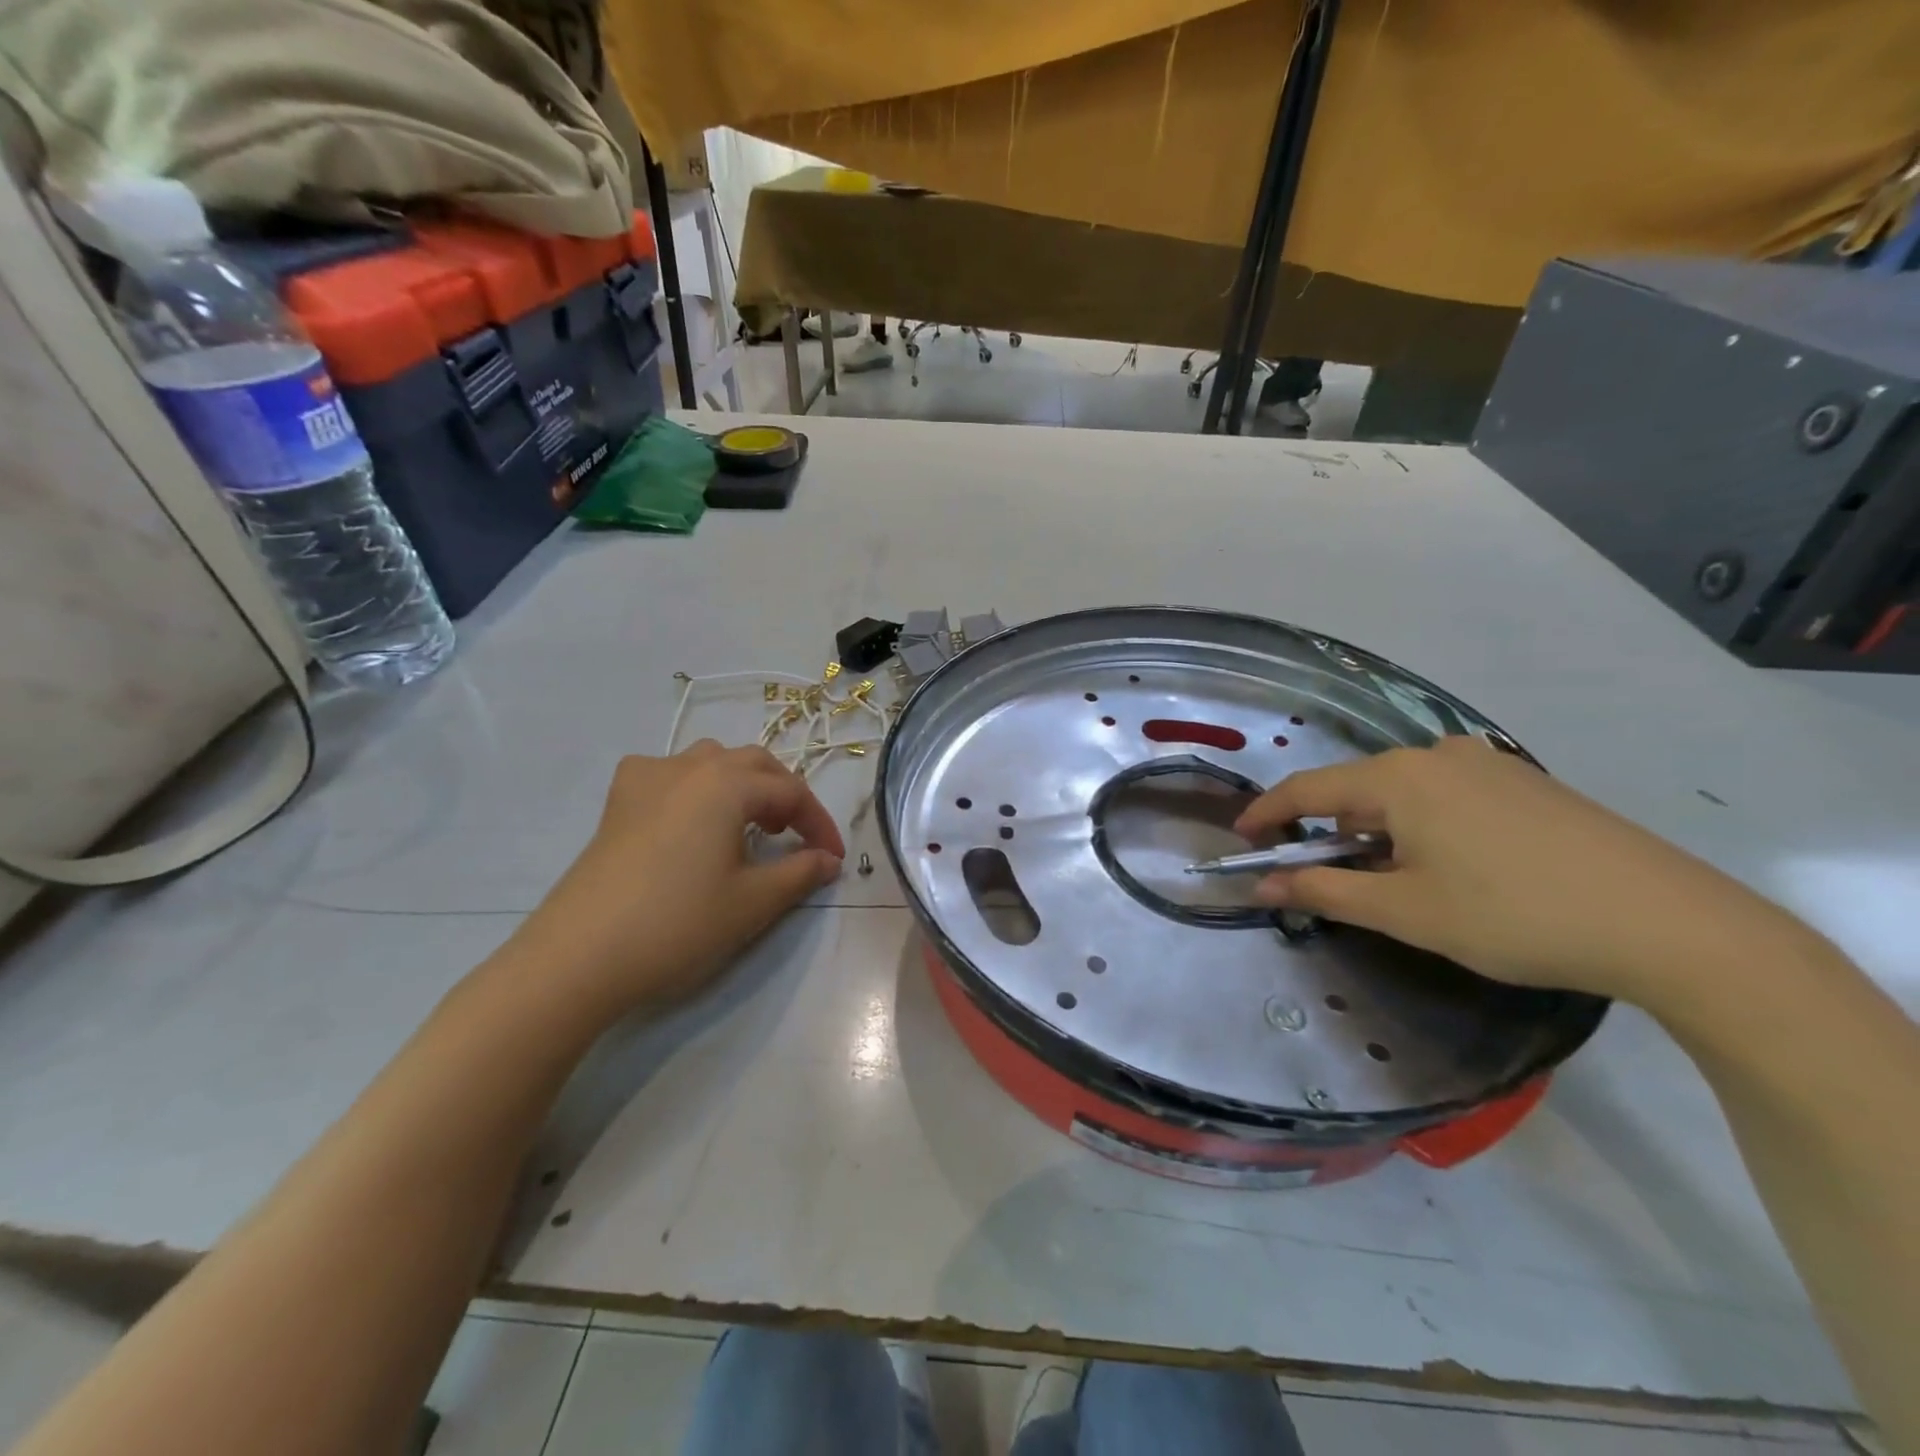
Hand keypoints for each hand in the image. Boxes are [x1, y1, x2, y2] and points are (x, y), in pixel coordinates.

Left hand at [506, 742, 844, 1017]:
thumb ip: (800, 872)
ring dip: (741, 784)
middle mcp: (689, 766)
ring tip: (749, 824)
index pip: (791, 791)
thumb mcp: (753, 902)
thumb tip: (827, 860)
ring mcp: (647, 778)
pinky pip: (668, 773)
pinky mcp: (618, 801)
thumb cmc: (678, 923)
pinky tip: (689, 816)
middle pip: (754, 764)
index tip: (833, 858)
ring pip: (710, 761)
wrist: (580, 956)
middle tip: (795, 837)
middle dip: (784, 795)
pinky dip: (694, 786)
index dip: (819, 824)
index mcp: (727, 783)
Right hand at [1236, 737, 1804, 1002]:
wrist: (1669, 923)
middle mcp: (1436, 755)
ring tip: (1397, 882)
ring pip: (1403, 793)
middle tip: (1327, 878)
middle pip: (1357, 789)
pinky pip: (1446, 795)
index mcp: (1398, 778)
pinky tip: (1453, 867)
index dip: (1267, 813)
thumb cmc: (1513, 915)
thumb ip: (1323, 891)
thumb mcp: (1406, 912)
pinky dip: (1423, 825)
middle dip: (1330, 831)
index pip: (1307, 788)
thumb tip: (1260, 886)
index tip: (1241, 839)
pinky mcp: (1525, 783)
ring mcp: (1487, 764)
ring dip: (1380, 831)